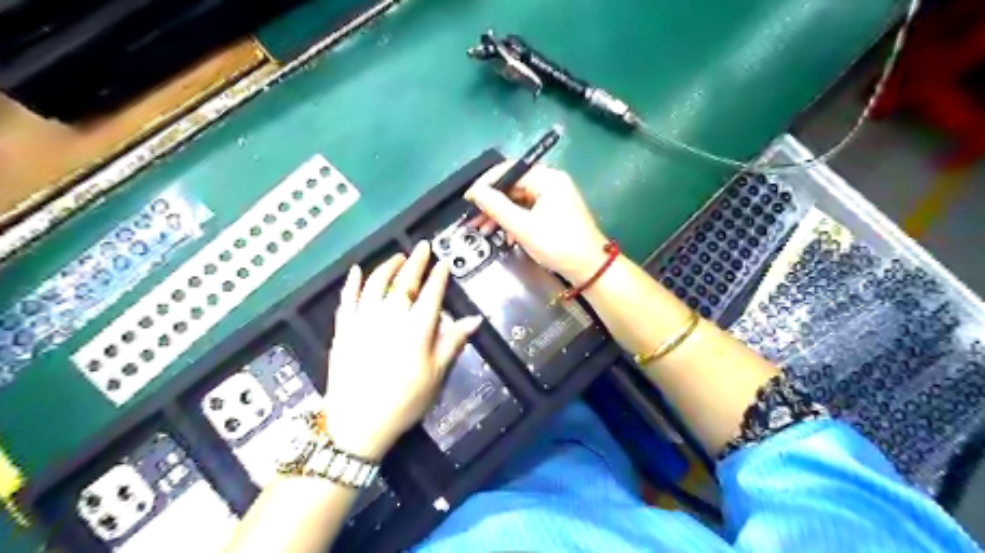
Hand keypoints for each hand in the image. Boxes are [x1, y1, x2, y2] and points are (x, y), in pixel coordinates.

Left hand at [325, 245, 483, 458]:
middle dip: (416, 262)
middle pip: (404, 282)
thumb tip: (474, 320)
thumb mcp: (436, 374)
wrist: (358, 424)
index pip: (431, 293)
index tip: (444, 263)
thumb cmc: (404, 401)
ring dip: (387, 266)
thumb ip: (453, 342)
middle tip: (422, 247)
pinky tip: (355, 271)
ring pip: (375, 284)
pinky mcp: (343, 329)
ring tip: (397, 257)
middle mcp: (390, 317)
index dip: (439, 276)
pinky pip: (347, 299)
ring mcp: (363, 320)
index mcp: (416, 328)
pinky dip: (351, 283)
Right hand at [467, 159, 612, 281]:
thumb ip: (496, 207)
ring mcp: (555, 198)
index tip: (468, 199)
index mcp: (547, 179)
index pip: (509, 170)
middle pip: (513, 186)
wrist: (590, 268)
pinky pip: (529, 211)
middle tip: (473, 219)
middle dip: (492, 204)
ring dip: (501, 215)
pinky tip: (506, 237)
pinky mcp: (555, 213)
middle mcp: (552, 182)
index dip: (485, 184)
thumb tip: (475, 192)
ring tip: (484, 230)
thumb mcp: (523, 227)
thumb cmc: (558, 245)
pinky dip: (515, 222)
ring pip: (519, 201)